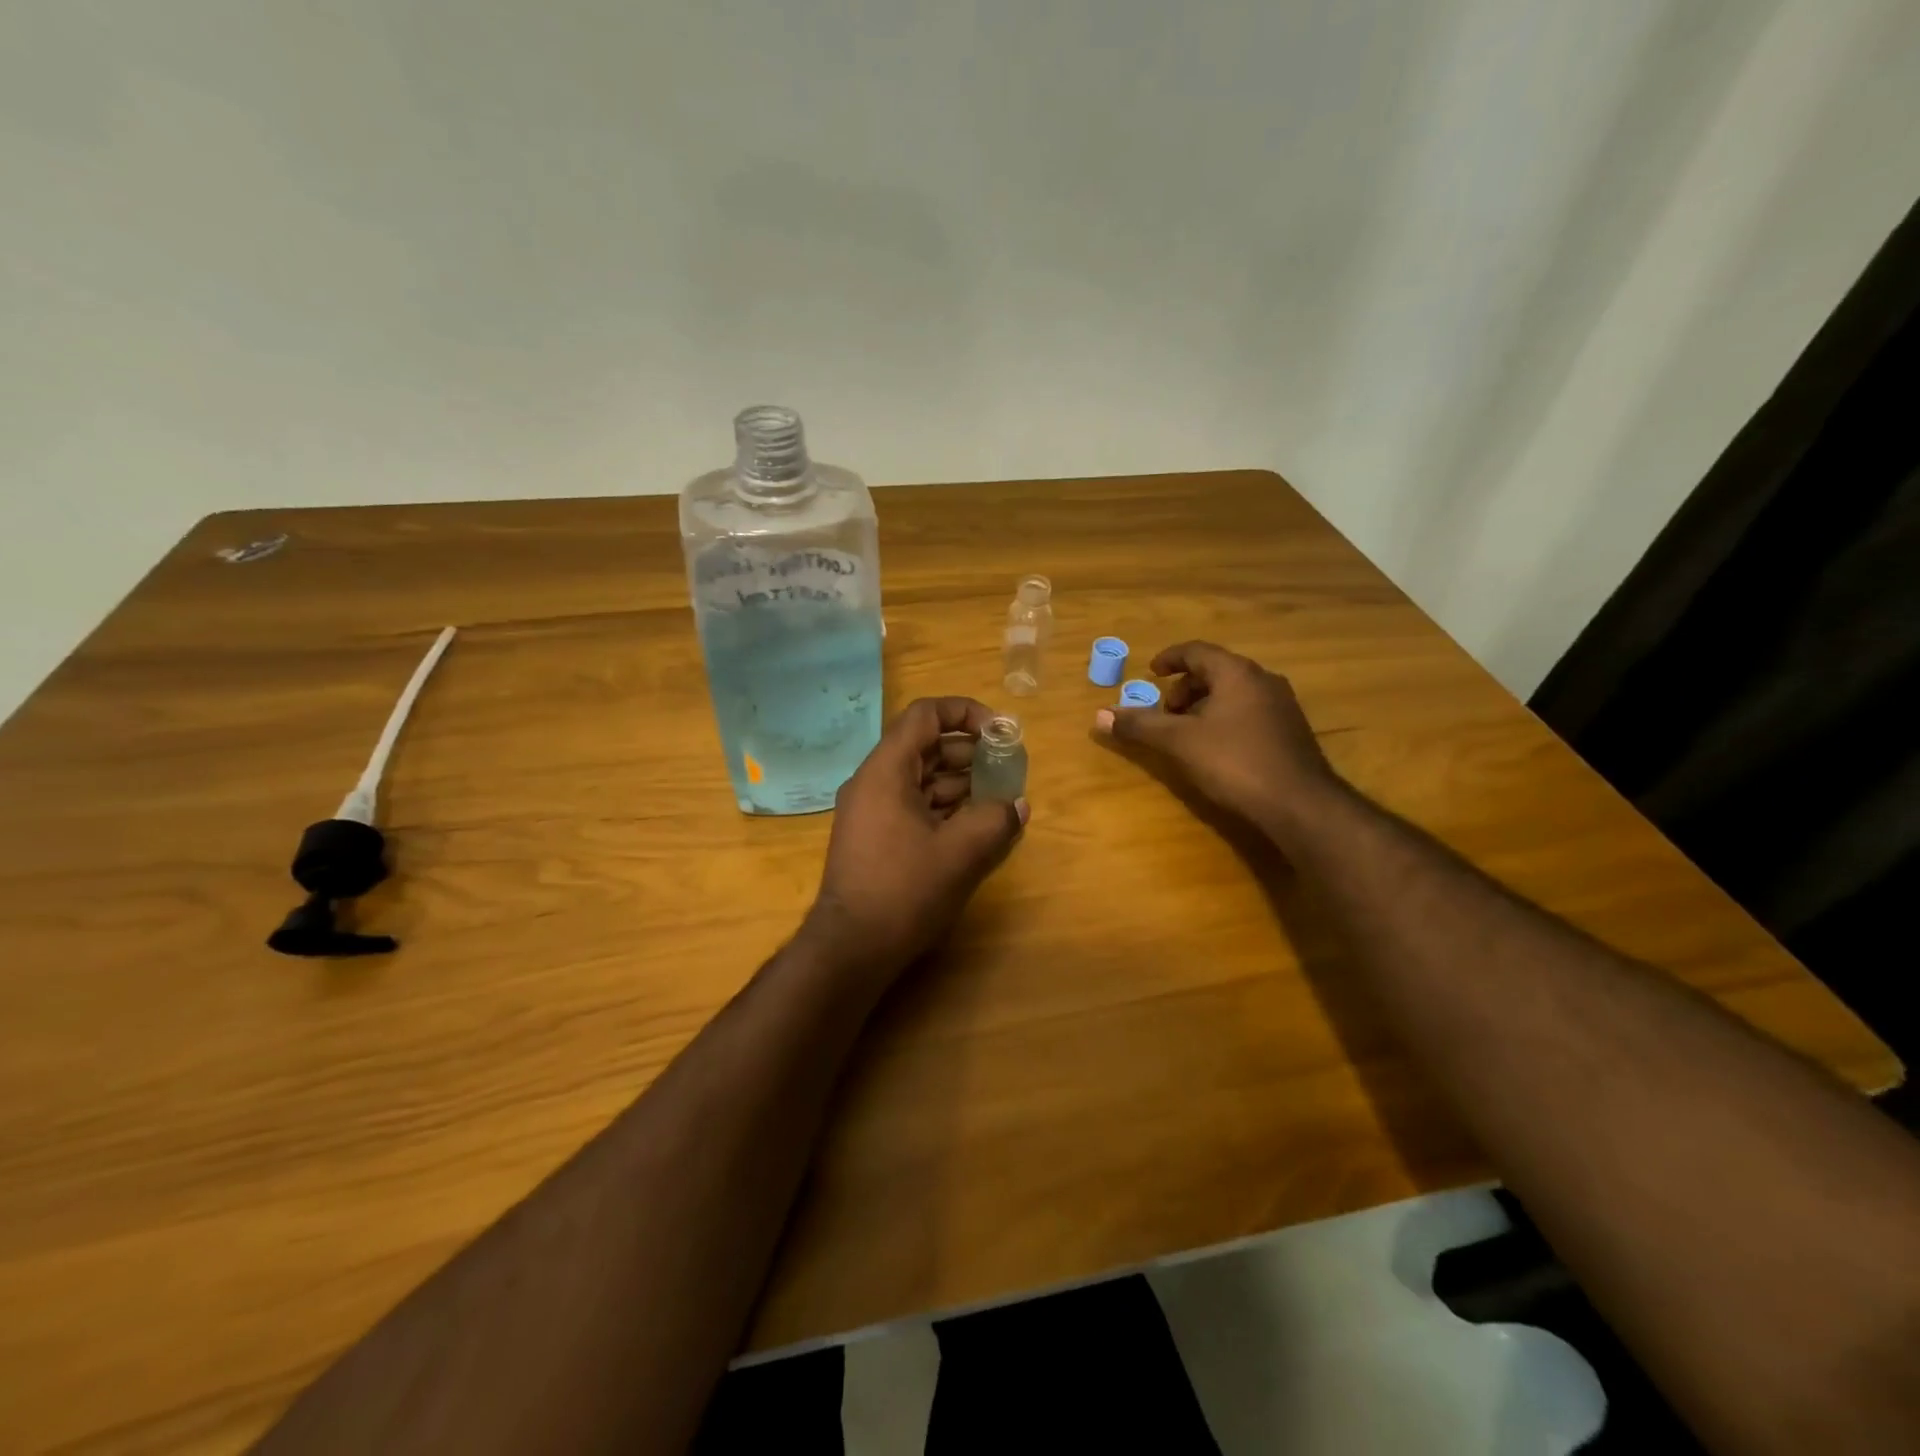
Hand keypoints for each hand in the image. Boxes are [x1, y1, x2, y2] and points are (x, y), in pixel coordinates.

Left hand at [806, 697, 1027, 979]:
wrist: (852, 948)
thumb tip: (1017, 805)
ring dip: (961, 782)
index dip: (965, 712)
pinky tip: (976, 824)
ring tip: (999, 797)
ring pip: (922, 779)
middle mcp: (873, 782)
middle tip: (1007, 768)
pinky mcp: (876, 837)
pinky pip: (914, 806)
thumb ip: (996, 819)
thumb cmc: (904, 890)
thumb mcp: (961, 851)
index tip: (999, 732)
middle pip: (926, 746)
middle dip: (970, 752)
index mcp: (886, 771)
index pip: (925, 715)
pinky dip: (945, 807)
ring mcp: (872, 811)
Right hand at [1093, 641, 1342, 838]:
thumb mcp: (1178, 742)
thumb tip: (1099, 715)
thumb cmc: (1234, 762)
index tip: (1151, 672)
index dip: (1169, 658)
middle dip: (1185, 688)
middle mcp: (1263, 680)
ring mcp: (1281, 706)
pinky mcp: (1290, 731)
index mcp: (1237, 673)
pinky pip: (1249, 712)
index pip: (1197, 651)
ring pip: (1234, 693)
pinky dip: (1225, 719)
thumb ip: (1140, 725)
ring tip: (1186, 733)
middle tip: (1165, 712)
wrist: (1299, 804)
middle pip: (1216, 671)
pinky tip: (1216, 749)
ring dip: (1204, 705)